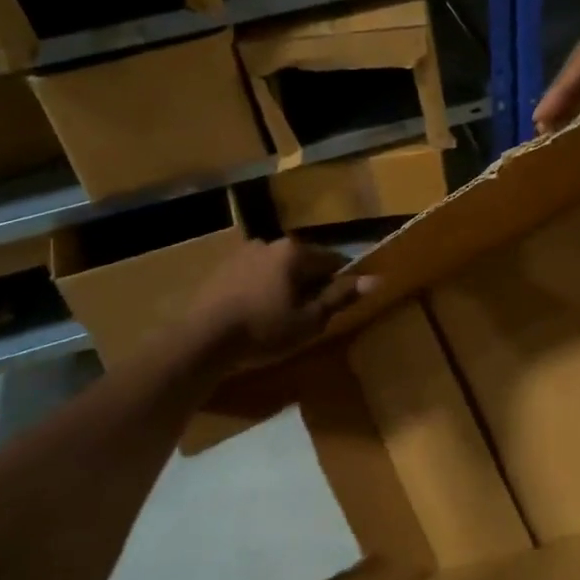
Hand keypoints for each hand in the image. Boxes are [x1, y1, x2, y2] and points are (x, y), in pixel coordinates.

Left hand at [187, 239, 374, 360]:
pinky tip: (257, 312)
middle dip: (310, 283)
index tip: (338, 304)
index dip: (341, 281)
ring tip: (282, 316)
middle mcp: (270, 242)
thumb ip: (340, 297)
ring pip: (278, 268)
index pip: (332, 259)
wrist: (204, 338)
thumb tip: (376, 280)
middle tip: (310, 314)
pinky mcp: (223, 268)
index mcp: (294, 251)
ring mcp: (243, 253)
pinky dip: (262, 288)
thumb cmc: (264, 329)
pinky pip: (255, 275)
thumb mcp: (309, 320)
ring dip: (285, 285)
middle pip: (303, 262)